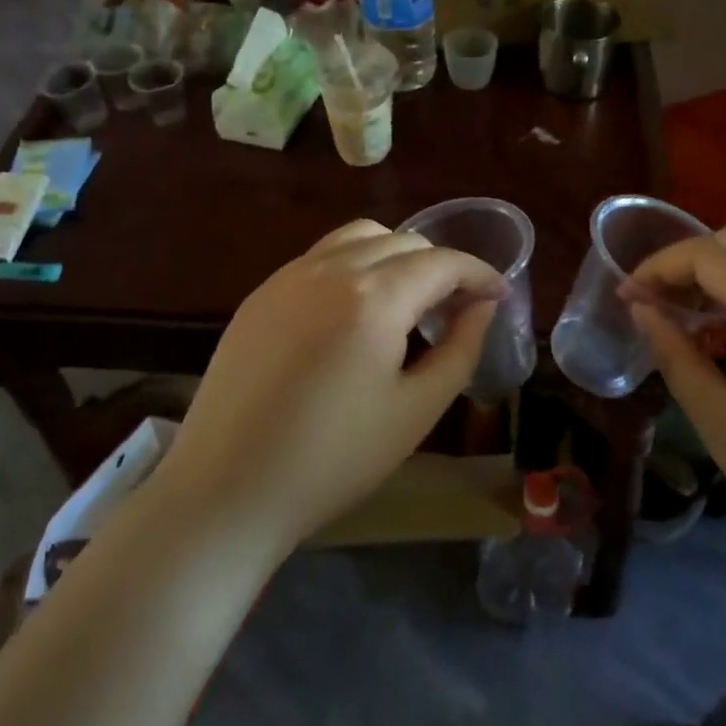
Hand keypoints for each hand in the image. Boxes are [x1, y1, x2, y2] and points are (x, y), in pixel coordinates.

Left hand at [158, 220, 504, 550]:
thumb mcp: (416, 410)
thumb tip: (482, 306)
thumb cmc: (333, 459)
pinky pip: (321, 256)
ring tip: (408, 299)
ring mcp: (289, 276)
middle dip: (441, 265)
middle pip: (403, 241)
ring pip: (359, 237)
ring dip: (396, 255)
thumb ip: (460, 348)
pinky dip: (355, 264)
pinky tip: (355, 310)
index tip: (499, 294)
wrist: (226, 489)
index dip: (479, 273)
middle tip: (456, 307)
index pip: (442, 262)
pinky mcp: (262, 293)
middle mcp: (331, 268)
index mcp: (374, 297)